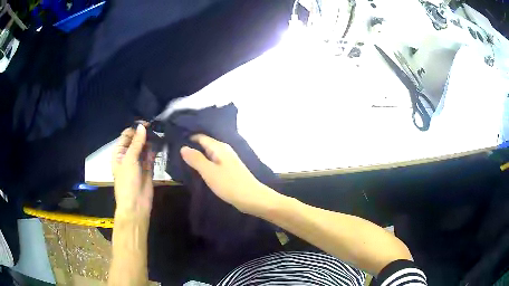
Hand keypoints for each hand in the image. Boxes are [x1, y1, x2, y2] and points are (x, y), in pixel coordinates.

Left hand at [112, 123, 154, 217]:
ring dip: (150, 141)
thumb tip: (142, 127)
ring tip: (160, 132)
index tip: (146, 123)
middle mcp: (128, 155)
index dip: (135, 129)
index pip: (126, 136)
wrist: (135, 204)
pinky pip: (151, 156)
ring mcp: (138, 162)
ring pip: (144, 147)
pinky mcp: (148, 168)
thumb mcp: (129, 160)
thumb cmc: (127, 181)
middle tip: (156, 126)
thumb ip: (136, 143)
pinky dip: (155, 150)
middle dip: (144, 134)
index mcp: (119, 153)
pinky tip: (161, 143)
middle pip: (136, 140)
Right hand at [180, 134, 279, 215]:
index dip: (189, 138)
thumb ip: (196, 159)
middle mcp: (224, 150)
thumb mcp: (209, 172)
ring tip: (183, 161)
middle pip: (205, 144)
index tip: (175, 142)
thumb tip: (183, 147)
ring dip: (198, 156)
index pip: (201, 137)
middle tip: (176, 153)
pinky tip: (198, 170)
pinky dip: (205, 164)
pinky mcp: (230, 170)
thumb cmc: (230, 184)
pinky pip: (214, 162)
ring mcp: (228, 160)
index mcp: (219, 147)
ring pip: (209, 154)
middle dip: (192, 147)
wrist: (252, 198)